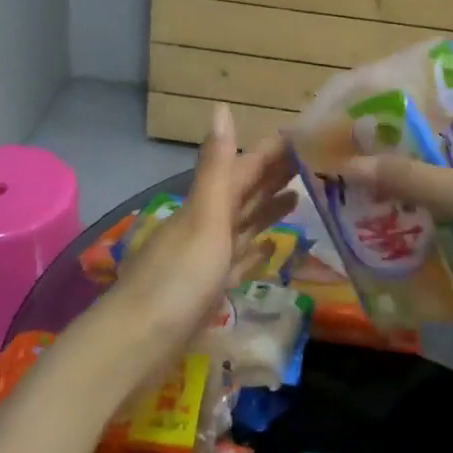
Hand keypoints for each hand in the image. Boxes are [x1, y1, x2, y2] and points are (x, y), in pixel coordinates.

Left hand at [106, 104, 295, 370]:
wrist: (137, 345)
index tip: (307, 136)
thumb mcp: (204, 218)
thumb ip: (217, 168)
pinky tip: (270, 248)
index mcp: (206, 204)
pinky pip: (237, 262)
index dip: (273, 151)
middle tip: (315, 162)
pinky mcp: (207, 290)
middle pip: (245, 193)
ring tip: (299, 196)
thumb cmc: (177, 279)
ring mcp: (205, 258)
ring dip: (267, 209)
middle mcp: (205, 225)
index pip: (244, 167)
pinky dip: (253, 250)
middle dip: (275, 175)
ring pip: (242, 225)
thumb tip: (221, 107)